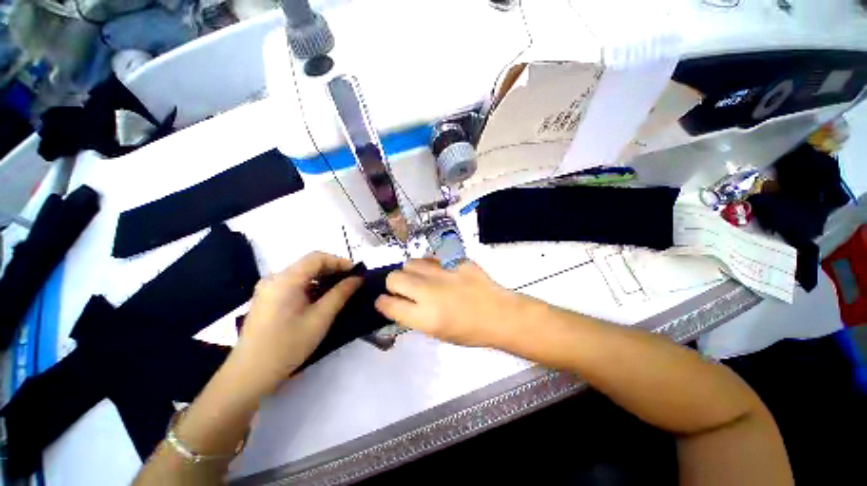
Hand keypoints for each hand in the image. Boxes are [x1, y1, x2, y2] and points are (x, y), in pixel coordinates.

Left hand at [230, 252, 361, 395]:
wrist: (249, 374)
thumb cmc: (287, 345)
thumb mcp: (320, 318)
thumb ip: (341, 294)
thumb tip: (358, 278)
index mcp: (285, 279)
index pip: (317, 257)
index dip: (339, 261)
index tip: (356, 273)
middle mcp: (274, 278)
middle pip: (309, 264)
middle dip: (333, 270)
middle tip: (351, 282)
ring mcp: (268, 289)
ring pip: (302, 274)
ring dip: (322, 279)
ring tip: (340, 290)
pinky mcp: (267, 299)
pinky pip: (293, 284)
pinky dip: (311, 287)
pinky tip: (321, 299)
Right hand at [375, 259, 529, 348]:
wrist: (499, 314)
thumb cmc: (469, 330)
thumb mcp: (436, 332)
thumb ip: (413, 317)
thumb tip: (396, 303)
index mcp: (425, 316)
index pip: (388, 304)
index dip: (383, 303)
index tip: (385, 302)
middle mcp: (430, 291)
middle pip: (394, 277)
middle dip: (394, 285)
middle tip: (406, 290)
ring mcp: (444, 272)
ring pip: (411, 262)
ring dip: (412, 272)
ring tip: (423, 279)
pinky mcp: (456, 260)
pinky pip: (433, 257)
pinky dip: (431, 265)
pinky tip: (440, 272)